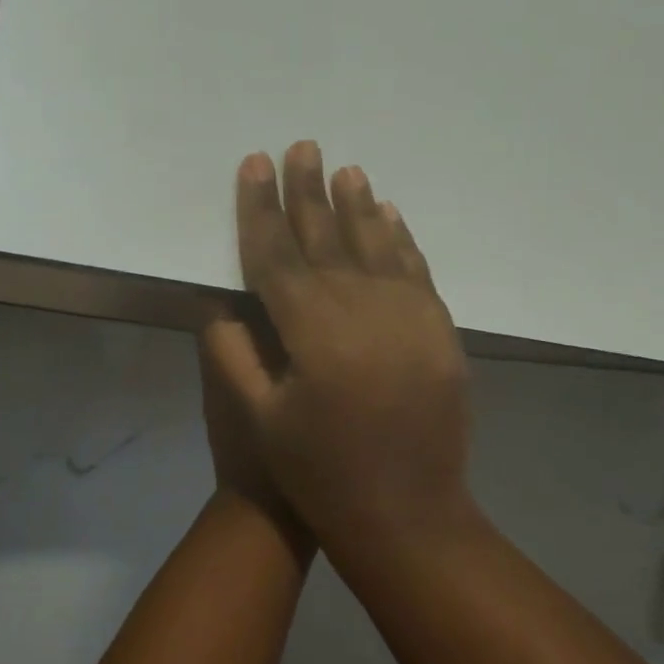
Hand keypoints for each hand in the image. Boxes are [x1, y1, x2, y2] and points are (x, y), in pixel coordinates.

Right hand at [202, 141, 471, 546]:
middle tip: (301, 146)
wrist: (406, 516)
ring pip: (376, 245)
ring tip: (344, 169)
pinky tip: (391, 215)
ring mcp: (410, 318)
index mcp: (312, 331)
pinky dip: (402, 240)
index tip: (254, 165)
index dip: (260, 208)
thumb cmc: (318, 474)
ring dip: (357, 205)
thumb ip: (233, 353)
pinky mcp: (441, 332)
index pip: (277, 254)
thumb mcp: (257, 419)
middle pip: (328, 238)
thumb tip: (222, 300)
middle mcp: (363, 310)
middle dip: (308, 191)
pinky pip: (417, 272)